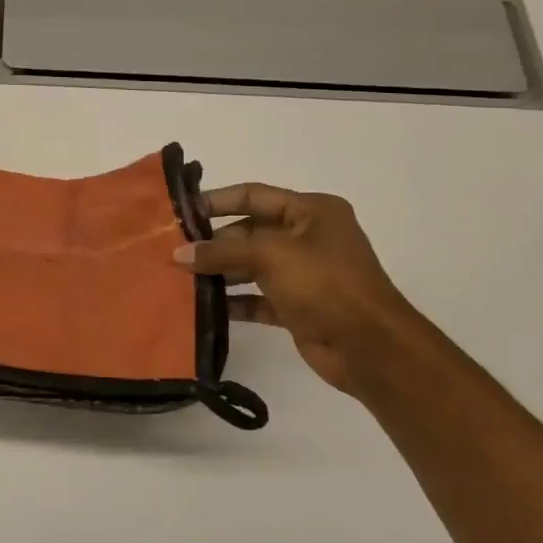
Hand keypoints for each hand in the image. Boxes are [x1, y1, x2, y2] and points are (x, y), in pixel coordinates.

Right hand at [174, 183, 419, 393]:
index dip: (216, 201)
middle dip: (213, 243)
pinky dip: (232, 301)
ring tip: (179, 279)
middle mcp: (307, 237)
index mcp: (311, 211)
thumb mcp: (271, 256)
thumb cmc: (325, 284)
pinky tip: (202, 307)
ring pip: (250, 266)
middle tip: (173, 252)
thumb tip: (178, 254)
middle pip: (249, 232)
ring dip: (218, 273)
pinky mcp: (296, 307)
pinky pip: (256, 297)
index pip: (254, 196)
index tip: (179, 212)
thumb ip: (221, 252)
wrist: (369, 347)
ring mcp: (303, 274)